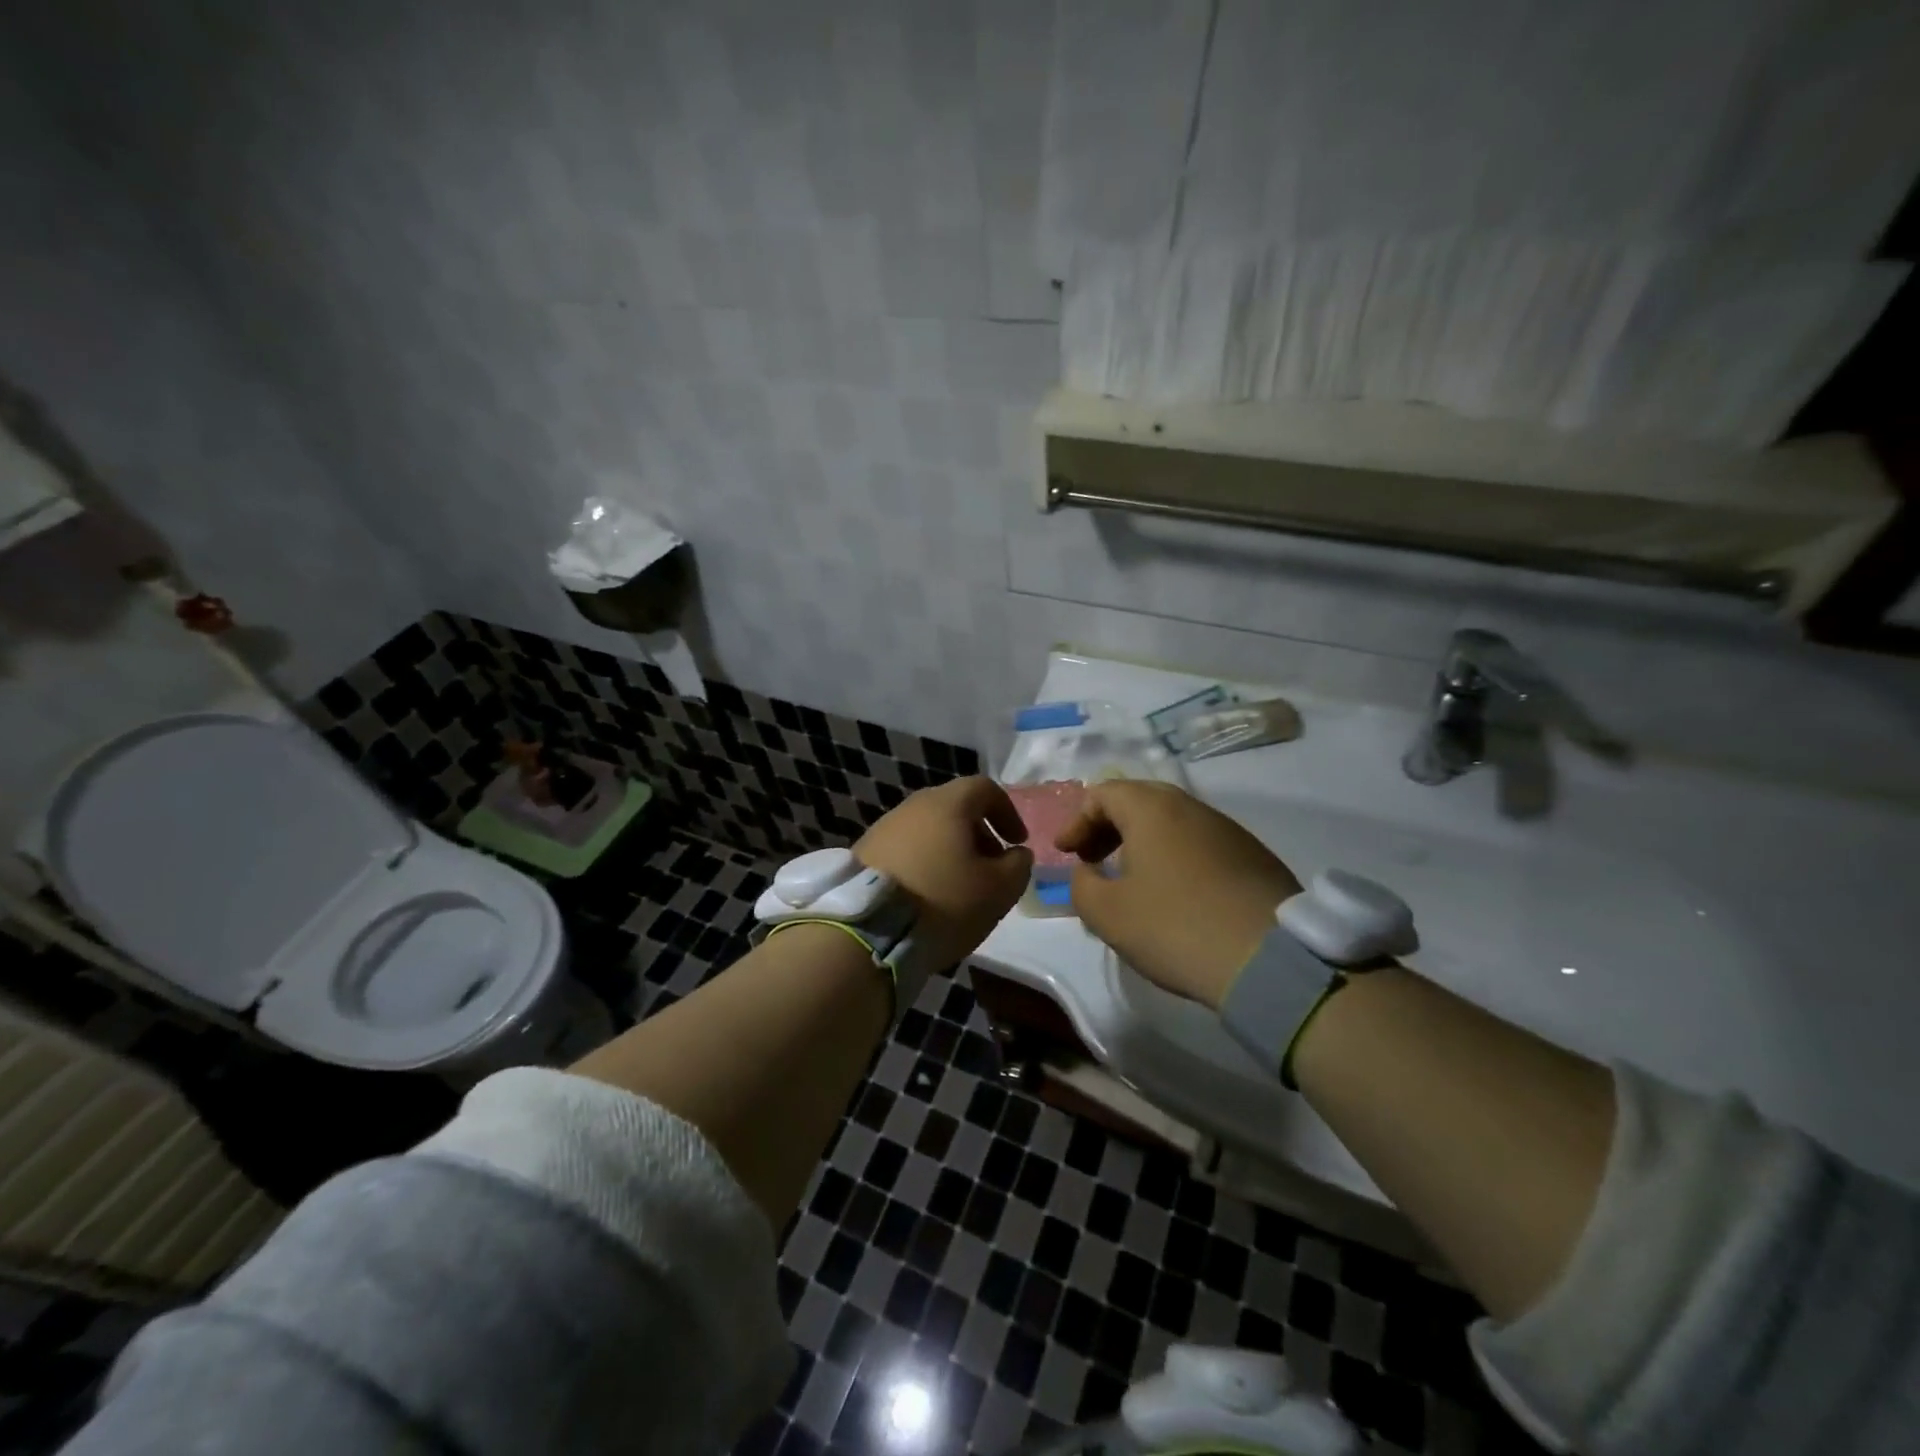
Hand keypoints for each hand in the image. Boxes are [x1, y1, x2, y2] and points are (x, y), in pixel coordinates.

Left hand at [856, 777, 1033, 970]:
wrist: (867, 930)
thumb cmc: (943, 901)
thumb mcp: (998, 890)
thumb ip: (1018, 866)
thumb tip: (1016, 854)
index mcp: (947, 804)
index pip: (985, 788)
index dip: (1007, 812)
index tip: (1017, 843)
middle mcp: (912, 806)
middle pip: (954, 808)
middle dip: (978, 834)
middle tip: (991, 868)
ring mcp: (882, 829)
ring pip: (928, 830)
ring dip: (949, 851)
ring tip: (959, 887)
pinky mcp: (863, 854)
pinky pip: (905, 850)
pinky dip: (923, 864)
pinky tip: (926, 896)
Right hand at [1057, 781, 1300, 1009]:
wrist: (1271, 959)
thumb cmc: (1176, 927)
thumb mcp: (1107, 913)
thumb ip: (1081, 885)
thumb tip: (1086, 871)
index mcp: (1152, 809)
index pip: (1103, 793)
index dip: (1077, 821)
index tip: (1066, 854)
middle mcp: (1191, 807)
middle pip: (1138, 801)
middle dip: (1108, 827)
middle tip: (1092, 859)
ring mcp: (1228, 829)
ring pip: (1172, 822)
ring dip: (1142, 842)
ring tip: (1131, 880)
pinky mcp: (1253, 856)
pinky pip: (1199, 843)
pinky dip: (1173, 857)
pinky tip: (1174, 895)